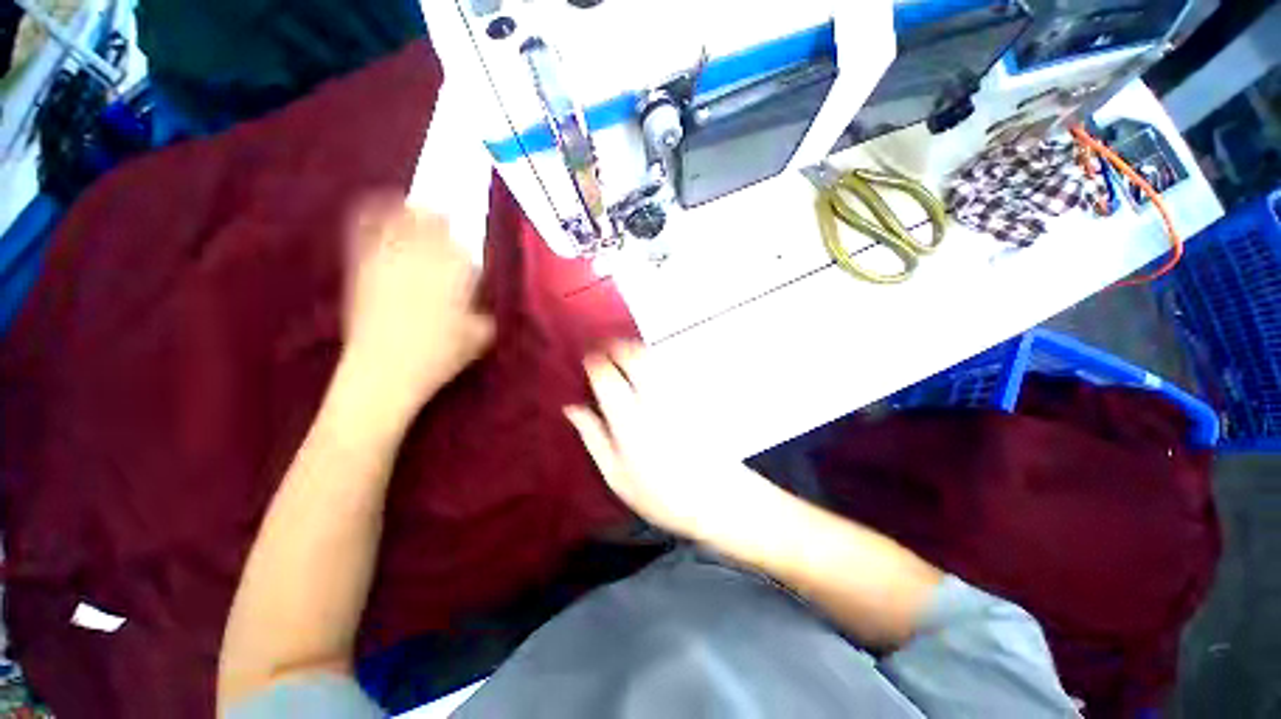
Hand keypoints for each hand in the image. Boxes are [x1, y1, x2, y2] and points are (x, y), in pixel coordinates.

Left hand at [338, 194, 494, 420]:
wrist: (385, 371)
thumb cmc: (440, 356)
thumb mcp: (478, 338)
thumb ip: (484, 315)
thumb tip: (479, 305)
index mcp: (456, 277)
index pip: (461, 246)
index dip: (462, 239)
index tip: (463, 237)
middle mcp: (424, 262)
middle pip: (432, 227)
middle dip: (438, 218)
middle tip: (442, 213)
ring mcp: (391, 262)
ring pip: (401, 224)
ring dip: (410, 211)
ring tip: (415, 205)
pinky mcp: (363, 269)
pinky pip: (367, 233)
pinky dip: (373, 215)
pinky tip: (379, 206)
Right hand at [565, 343, 762, 541]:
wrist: (715, 498)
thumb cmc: (659, 493)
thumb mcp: (615, 475)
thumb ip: (593, 437)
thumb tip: (572, 408)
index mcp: (628, 420)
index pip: (607, 378)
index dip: (595, 362)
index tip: (588, 358)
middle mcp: (653, 400)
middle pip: (634, 358)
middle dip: (618, 346)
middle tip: (607, 347)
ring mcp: (676, 395)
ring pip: (654, 358)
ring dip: (637, 349)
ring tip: (625, 352)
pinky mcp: (693, 396)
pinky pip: (671, 368)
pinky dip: (656, 360)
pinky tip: (651, 366)